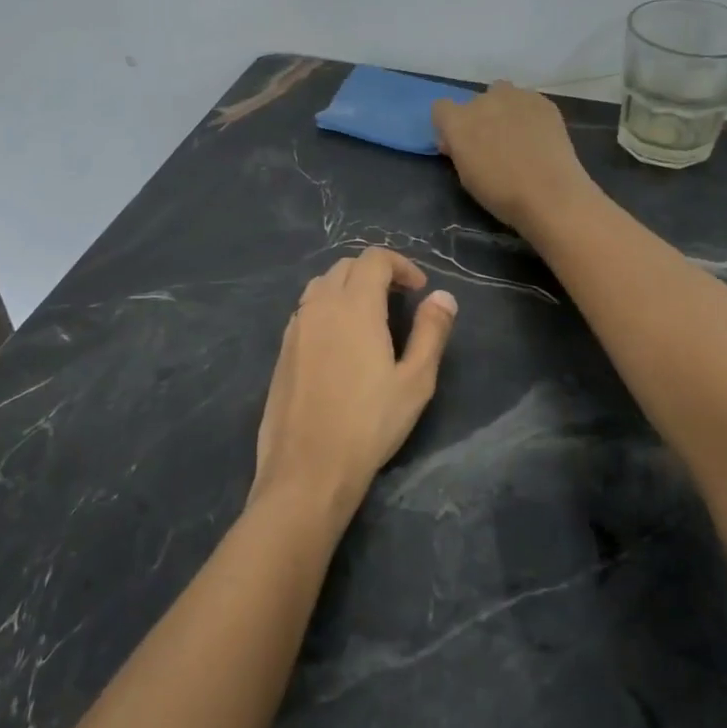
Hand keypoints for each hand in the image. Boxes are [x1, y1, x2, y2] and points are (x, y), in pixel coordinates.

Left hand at [250, 248, 456, 521]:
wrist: (308, 468)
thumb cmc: (369, 424)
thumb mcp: (415, 381)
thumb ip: (431, 332)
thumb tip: (443, 296)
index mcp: (354, 306)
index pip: (374, 259)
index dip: (401, 265)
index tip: (419, 289)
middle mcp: (320, 306)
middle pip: (346, 266)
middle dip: (375, 272)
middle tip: (400, 299)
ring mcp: (295, 327)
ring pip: (321, 285)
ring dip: (348, 287)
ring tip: (370, 316)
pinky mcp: (282, 349)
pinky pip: (306, 310)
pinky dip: (327, 307)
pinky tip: (341, 341)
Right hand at [431, 81, 594, 233]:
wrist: (550, 194)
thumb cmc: (500, 194)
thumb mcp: (466, 176)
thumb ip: (458, 151)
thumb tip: (456, 141)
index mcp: (458, 121)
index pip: (441, 108)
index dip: (448, 125)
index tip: (458, 143)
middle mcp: (483, 101)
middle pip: (474, 102)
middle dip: (479, 118)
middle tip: (492, 143)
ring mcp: (515, 97)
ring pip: (502, 93)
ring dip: (503, 108)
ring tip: (517, 134)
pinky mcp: (543, 101)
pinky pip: (527, 100)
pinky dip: (528, 113)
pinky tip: (538, 136)